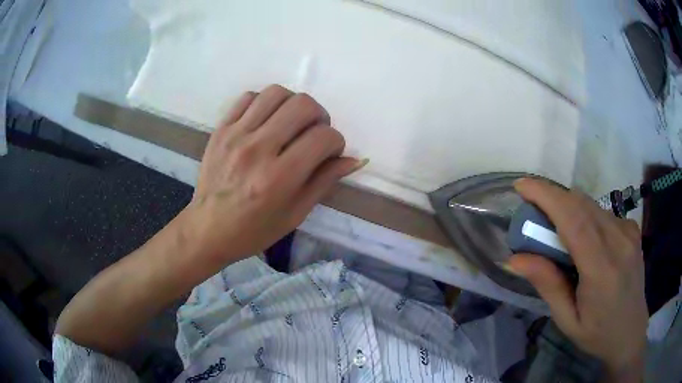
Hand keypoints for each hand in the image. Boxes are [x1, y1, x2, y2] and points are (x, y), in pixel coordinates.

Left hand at [187, 85, 362, 262]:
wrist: (208, 229)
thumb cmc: (254, 230)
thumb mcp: (295, 214)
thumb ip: (325, 181)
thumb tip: (355, 159)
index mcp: (279, 177)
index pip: (323, 137)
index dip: (336, 142)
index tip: (330, 153)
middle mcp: (258, 149)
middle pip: (303, 105)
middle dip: (320, 116)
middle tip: (314, 133)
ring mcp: (236, 135)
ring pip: (276, 93)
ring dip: (293, 104)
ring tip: (291, 123)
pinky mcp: (221, 129)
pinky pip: (248, 97)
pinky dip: (264, 102)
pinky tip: (266, 121)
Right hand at [508, 179, 646, 379]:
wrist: (631, 333)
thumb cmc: (597, 334)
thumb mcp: (567, 319)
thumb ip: (547, 285)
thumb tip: (514, 258)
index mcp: (602, 269)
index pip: (574, 219)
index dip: (547, 196)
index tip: (522, 185)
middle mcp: (619, 241)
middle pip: (581, 204)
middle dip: (552, 198)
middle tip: (532, 211)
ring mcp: (628, 232)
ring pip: (592, 205)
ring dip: (568, 208)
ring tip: (555, 229)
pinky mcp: (632, 229)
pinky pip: (602, 213)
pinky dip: (585, 215)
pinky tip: (583, 238)